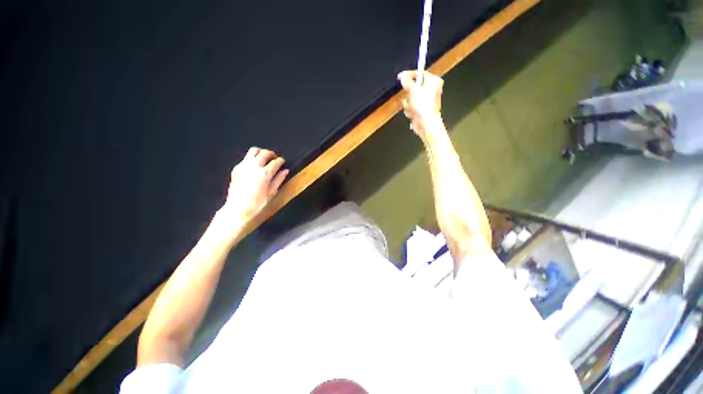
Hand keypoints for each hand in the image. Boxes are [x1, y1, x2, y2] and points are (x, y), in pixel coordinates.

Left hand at [221, 147, 288, 221]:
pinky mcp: (237, 168)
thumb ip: (279, 179)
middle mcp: (254, 166)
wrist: (237, 209)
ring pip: (254, 150)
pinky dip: (253, 158)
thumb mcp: (271, 192)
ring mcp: (243, 166)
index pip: (276, 161)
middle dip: (272, 154)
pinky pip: (246, 157)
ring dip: (261, 152)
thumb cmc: (257, 203)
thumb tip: (285, 170)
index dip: (281, 161)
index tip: (283, 162)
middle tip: (275, 159)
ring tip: (265, 158)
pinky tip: (255, 165)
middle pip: (265, 153)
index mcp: (264, 174)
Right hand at [398, 70, 443, 137]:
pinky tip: (412, 114)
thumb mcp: (413, 90)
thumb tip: (403, 76)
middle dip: (409, 93)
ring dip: (408, 103)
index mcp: (433, 82)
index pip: (420, 73)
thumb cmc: (423, 106)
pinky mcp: (421, 109)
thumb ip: (407, 81)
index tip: (401, 77)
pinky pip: (411, 106)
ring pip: (411, 97)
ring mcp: (425, 101)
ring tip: (412, 107)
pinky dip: (409, 110)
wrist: (426, 124)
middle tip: (409, 95)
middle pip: (414, 86)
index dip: (410, 74)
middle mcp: (431, 90)